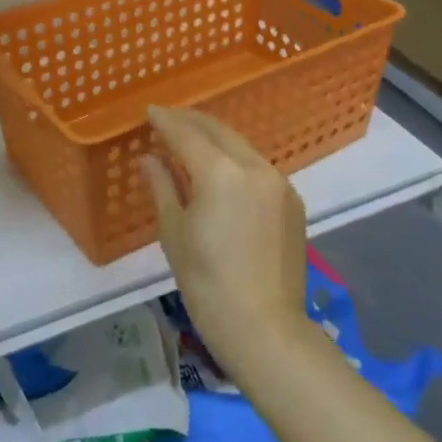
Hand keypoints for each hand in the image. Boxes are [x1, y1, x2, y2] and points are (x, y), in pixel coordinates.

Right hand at [142, 107, 314, 385]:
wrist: (265, 328)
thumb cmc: (206, 284)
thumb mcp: (174, 232)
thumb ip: (161, 186)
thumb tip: (149, 159)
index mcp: (219, 172)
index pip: (186, 133)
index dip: (165, 121)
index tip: (149, 112)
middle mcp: (253, 166)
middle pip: (218, 130)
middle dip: (190, 121)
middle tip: (167, 120)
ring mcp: (278, 182)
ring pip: (240, 145)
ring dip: (214, 138)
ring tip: (190, 142)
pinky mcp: (292, 200)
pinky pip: (257, 166)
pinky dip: (235, 159)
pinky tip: (221, 170)